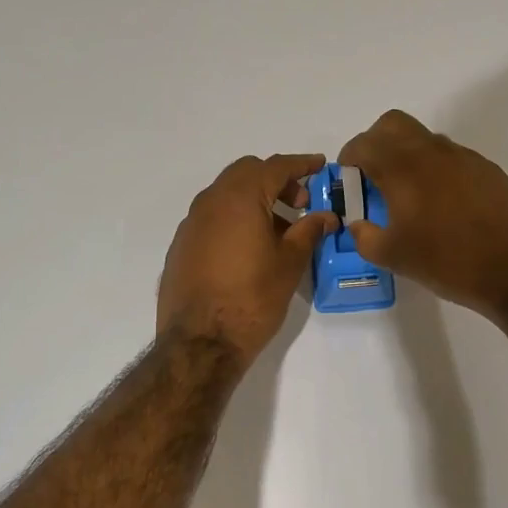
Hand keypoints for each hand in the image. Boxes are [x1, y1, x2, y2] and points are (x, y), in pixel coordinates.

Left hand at [157, 154, 338, 364]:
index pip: (276, 166)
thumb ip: (309, 231)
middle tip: (300, 202)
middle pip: (247, 173)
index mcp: (240, 198)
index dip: (301, 164)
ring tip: (279, 228)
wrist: (200, 343)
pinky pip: (212, 217)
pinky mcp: (181, 245)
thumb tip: (326, 216)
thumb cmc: (252, 299)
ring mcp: (191, 223)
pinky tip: (249, 248)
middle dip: (276, 180)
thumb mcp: (289, 263)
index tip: (319, 166)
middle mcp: (210, 201)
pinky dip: (234, 218)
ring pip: (226, 194)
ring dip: (254, 199)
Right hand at [339, 110, 507, 314]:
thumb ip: (366, 237)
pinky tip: (444, 206)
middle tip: (373, 175)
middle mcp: (433, 152)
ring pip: (425, 140)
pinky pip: (452, 158)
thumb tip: (358, 226)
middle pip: (394, 124)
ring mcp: (465, 158)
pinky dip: (437, 171)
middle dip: (376, 143)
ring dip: (408, 156)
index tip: (348, 178)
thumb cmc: (448, 261)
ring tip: (409, 196)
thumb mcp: (394, 257)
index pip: (365, 144)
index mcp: (403, 168)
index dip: (349, 158)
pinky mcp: (489, 171)